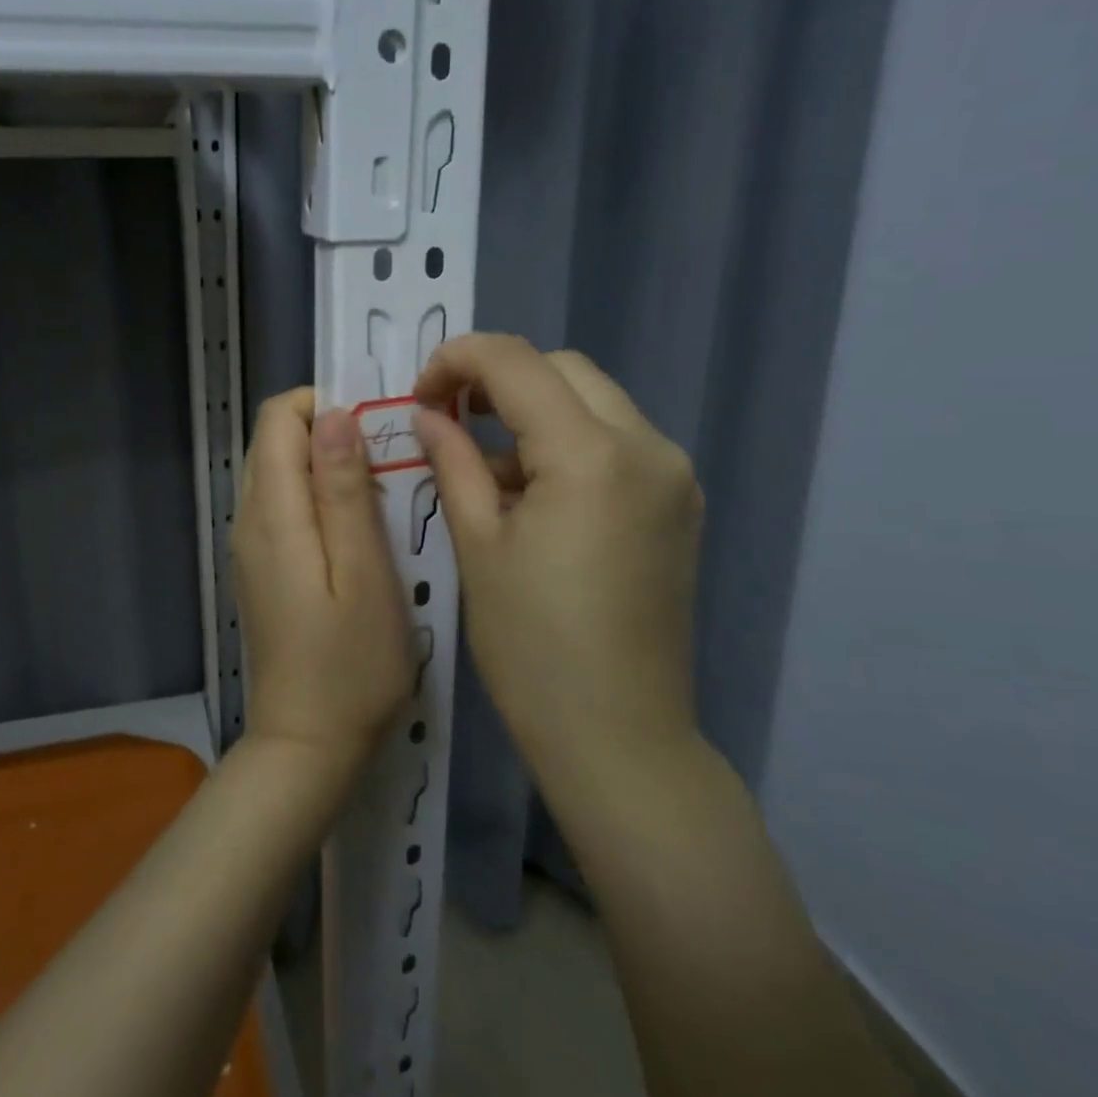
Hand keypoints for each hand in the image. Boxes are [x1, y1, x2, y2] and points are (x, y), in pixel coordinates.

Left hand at [233, 388, 414, 771]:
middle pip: (274, 441)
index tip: (377, 427)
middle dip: (329, 433)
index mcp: (272, 512)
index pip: (277, 418)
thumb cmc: (351, 664)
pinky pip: (282, 506)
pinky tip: (355, 530)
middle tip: (388, 464)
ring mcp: (249, 546)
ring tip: (379, 495)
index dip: (324, 405)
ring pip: (279, 472)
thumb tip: (335, 414)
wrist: (307, 745)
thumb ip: (344, 489)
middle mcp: (248, 519)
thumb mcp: (363, 572)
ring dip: (326, 466)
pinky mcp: (260, 569)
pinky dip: (316, 497)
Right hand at [411, 334, 703, 763]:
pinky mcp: (677, 503)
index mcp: (591, 455)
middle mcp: (647, 447)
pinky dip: (567, 443)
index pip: (516, 362)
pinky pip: (616, 441)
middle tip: (448, 418)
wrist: (618, 736)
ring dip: (533, 412)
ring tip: (487, 467)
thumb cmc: (532, 647)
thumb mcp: (478, 545)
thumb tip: (427, 414)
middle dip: (498, 379)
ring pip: (592, 401)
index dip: (457, 360)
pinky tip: (533, 492)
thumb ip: (452, 461)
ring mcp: (672, 474)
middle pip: (562, 370)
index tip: (419, 395)